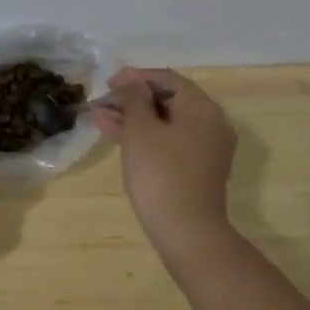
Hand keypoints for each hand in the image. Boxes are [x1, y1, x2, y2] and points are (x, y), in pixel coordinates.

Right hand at [91, 67, 237, 261]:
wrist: (187, 231)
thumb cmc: (161, 174)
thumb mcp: (140, 130)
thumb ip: (133, 98)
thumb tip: (132, 81)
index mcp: (201, 107)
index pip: (167, 78)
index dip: (135, 78)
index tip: (107, 84)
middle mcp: (210, 122)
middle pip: (167, 99)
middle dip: (131, 100)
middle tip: (100, 104)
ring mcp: (206, 147)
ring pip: (166, 122)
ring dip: (134, 118)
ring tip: (99, 119)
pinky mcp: (198, 168)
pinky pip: (170, 141)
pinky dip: (146, 136)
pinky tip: (117, 137)